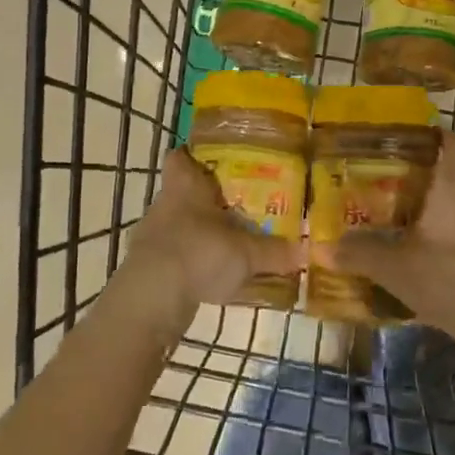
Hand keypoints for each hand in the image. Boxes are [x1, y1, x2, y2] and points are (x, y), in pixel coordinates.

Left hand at [115, 149, 305, 321]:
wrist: (152, 298)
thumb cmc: (199, 252)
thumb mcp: (247, 253)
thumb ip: (276, 252)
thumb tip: (307, 252)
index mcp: (185, 186)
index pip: (180, 157)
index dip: (194, 156)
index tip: (216, 161)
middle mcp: (164, 204)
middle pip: (184, 192)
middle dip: (208, 200)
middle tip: (239, 206)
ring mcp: (152, 236)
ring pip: (179, 225)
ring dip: (200, 233)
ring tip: (230, 244)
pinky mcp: (147, 266)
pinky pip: (175, 256)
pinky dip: (192, 262)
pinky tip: (212, 276)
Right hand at [328, 132, 454, 367]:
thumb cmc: (450, 279)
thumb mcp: (395, 269)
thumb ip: (359, 255)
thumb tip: (320, 248)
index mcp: (453, 189)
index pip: (453, 144)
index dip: (434, 136)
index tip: (409, 140)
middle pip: (450, 179)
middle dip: (421, 184)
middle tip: (387, 192)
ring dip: (435, 217)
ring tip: (403, 231)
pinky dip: (450, 243)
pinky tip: (430, 265)